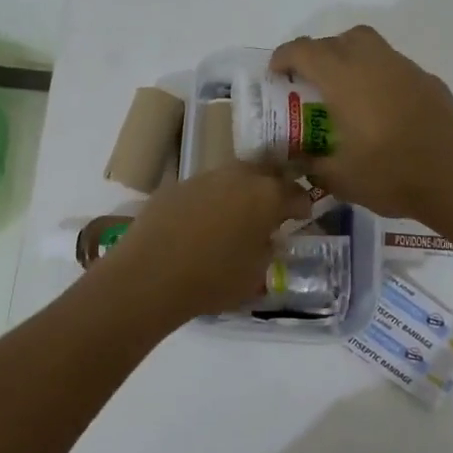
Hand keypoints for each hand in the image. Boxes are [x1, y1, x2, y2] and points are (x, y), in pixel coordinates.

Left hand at [100, 162, 314, 321]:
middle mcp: (238, 176)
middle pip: (265, 172)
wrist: (150, 275)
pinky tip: (202, 223)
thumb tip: (267, 237)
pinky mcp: (175, 186)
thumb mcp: (256, 273)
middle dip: (272, 188)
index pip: (296, 192)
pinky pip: (204, 189)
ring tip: (236, 216)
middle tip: (272, 209)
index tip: (302, 216)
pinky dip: (210, 201)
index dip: (302, 205)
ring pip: (232, 177)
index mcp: (267, 195)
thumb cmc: (213, 279)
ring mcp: (204, 177)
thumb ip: (268, 249)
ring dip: (240, 192)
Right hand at [270, 26, 452, 220]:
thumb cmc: (391, 176)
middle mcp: (375, 63)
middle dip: (320, 53)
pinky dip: (380, 77)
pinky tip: (382, 110)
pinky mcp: (430, 82)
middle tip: (312, 82)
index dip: (284, 57)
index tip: (276, 74)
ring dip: (351, 60)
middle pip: (340, 39)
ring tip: (346, 93)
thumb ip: (311, 164)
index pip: (305, 50)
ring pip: (371, 47)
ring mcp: (407, 70)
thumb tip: (296, 160)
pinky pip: (395, 68)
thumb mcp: (339, 178)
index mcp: (345, 80)